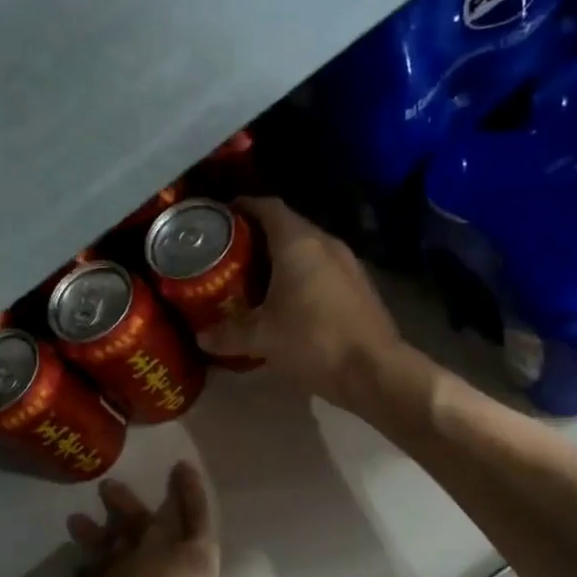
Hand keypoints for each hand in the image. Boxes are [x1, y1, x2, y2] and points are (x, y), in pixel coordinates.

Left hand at [62, 463, 292, 576]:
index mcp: (194, 555)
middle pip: (147, 517)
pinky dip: (83, 565)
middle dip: (131, 501)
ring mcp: (123, 559)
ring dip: (98, 525)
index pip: (197, 515)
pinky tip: (76, 565)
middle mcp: (157, 548)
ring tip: (77, 517)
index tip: (181, 465)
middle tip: (110, 483)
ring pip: (111, 534)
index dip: (191, 490)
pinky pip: (89, 567)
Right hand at [196, 197, 405, 406]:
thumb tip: (202, 336)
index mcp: (298, 243)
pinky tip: (290, 301)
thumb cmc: (313, 341)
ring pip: (309, 249)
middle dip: (260, 235)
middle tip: (232, 252)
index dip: (244, 206)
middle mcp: (326, 243)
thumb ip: (229, 333)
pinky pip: (324, 269)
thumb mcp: (262, 338)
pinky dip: (304, 275)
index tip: (223, 215)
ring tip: (257, 277)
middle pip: (289, 226)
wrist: (375, 371)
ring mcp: (349, 264)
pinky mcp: (361, 287)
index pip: (268, 207)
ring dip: (284, 258)